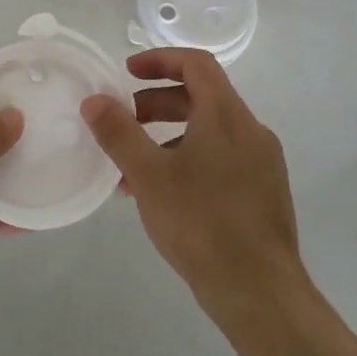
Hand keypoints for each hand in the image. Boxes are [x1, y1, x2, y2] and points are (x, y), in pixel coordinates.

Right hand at [82, 49, 306, 318]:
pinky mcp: (262, 194)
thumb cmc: (203, 224)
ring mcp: (261, 164)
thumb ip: (119, 134)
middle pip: (201, 97)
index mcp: (227, 116)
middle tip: (121, 120)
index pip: (197, 64)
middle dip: (155, 103)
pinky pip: (219, 160)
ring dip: (166, 137)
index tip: (126, 71)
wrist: (261, 295)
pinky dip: (186, 161)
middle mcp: (250, 132)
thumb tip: (94, 100)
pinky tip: (160, 197)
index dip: (159, 60)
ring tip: (130, 169)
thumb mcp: (150, 176)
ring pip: (207, 133)